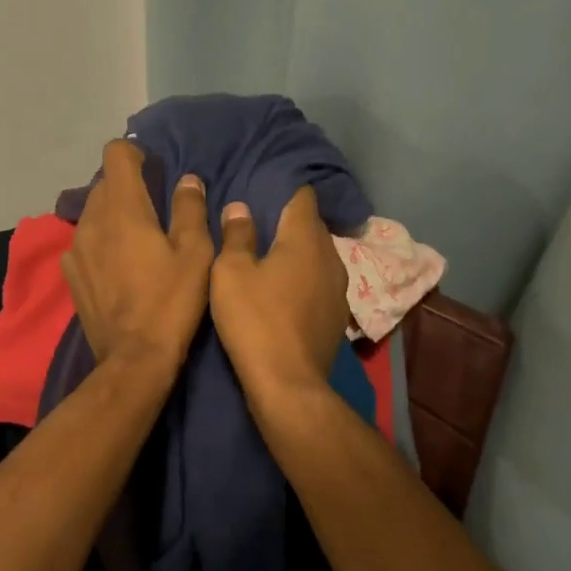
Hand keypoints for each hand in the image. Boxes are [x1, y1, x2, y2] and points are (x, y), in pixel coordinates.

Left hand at [62, 140, 213, 373]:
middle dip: (127, 186)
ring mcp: (75, 248)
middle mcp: (92, 220)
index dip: (135, 154)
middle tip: (154, 209)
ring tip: (136, 239)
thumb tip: (187, 180)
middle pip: (104, 182)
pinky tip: (117, 266)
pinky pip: (84, 241)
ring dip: (112, 214)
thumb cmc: (172, 302)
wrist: (134, 358)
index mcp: (123, 209)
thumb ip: (189, 209)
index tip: (154, 171)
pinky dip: (100, 241)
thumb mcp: (196, 254)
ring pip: (92, 211)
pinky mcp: (70, 274)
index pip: (115, 154)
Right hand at [209, 187, 348, 403]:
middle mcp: (330, 256)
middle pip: (311, 227)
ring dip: (297, 253)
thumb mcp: (231, 272)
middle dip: (288, 221)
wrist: (287, 383)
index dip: (284, 189)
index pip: (302, 198)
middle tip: (259, 222)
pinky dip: (303, 278)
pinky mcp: (336, 315)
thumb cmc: (255, 320)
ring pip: (317, 256)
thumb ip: (237, 236)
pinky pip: (319, 282)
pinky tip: (284, 291)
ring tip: (270, 257)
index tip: (263, 188)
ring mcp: (339, 288)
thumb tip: (240, 208)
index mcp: (305, 239)